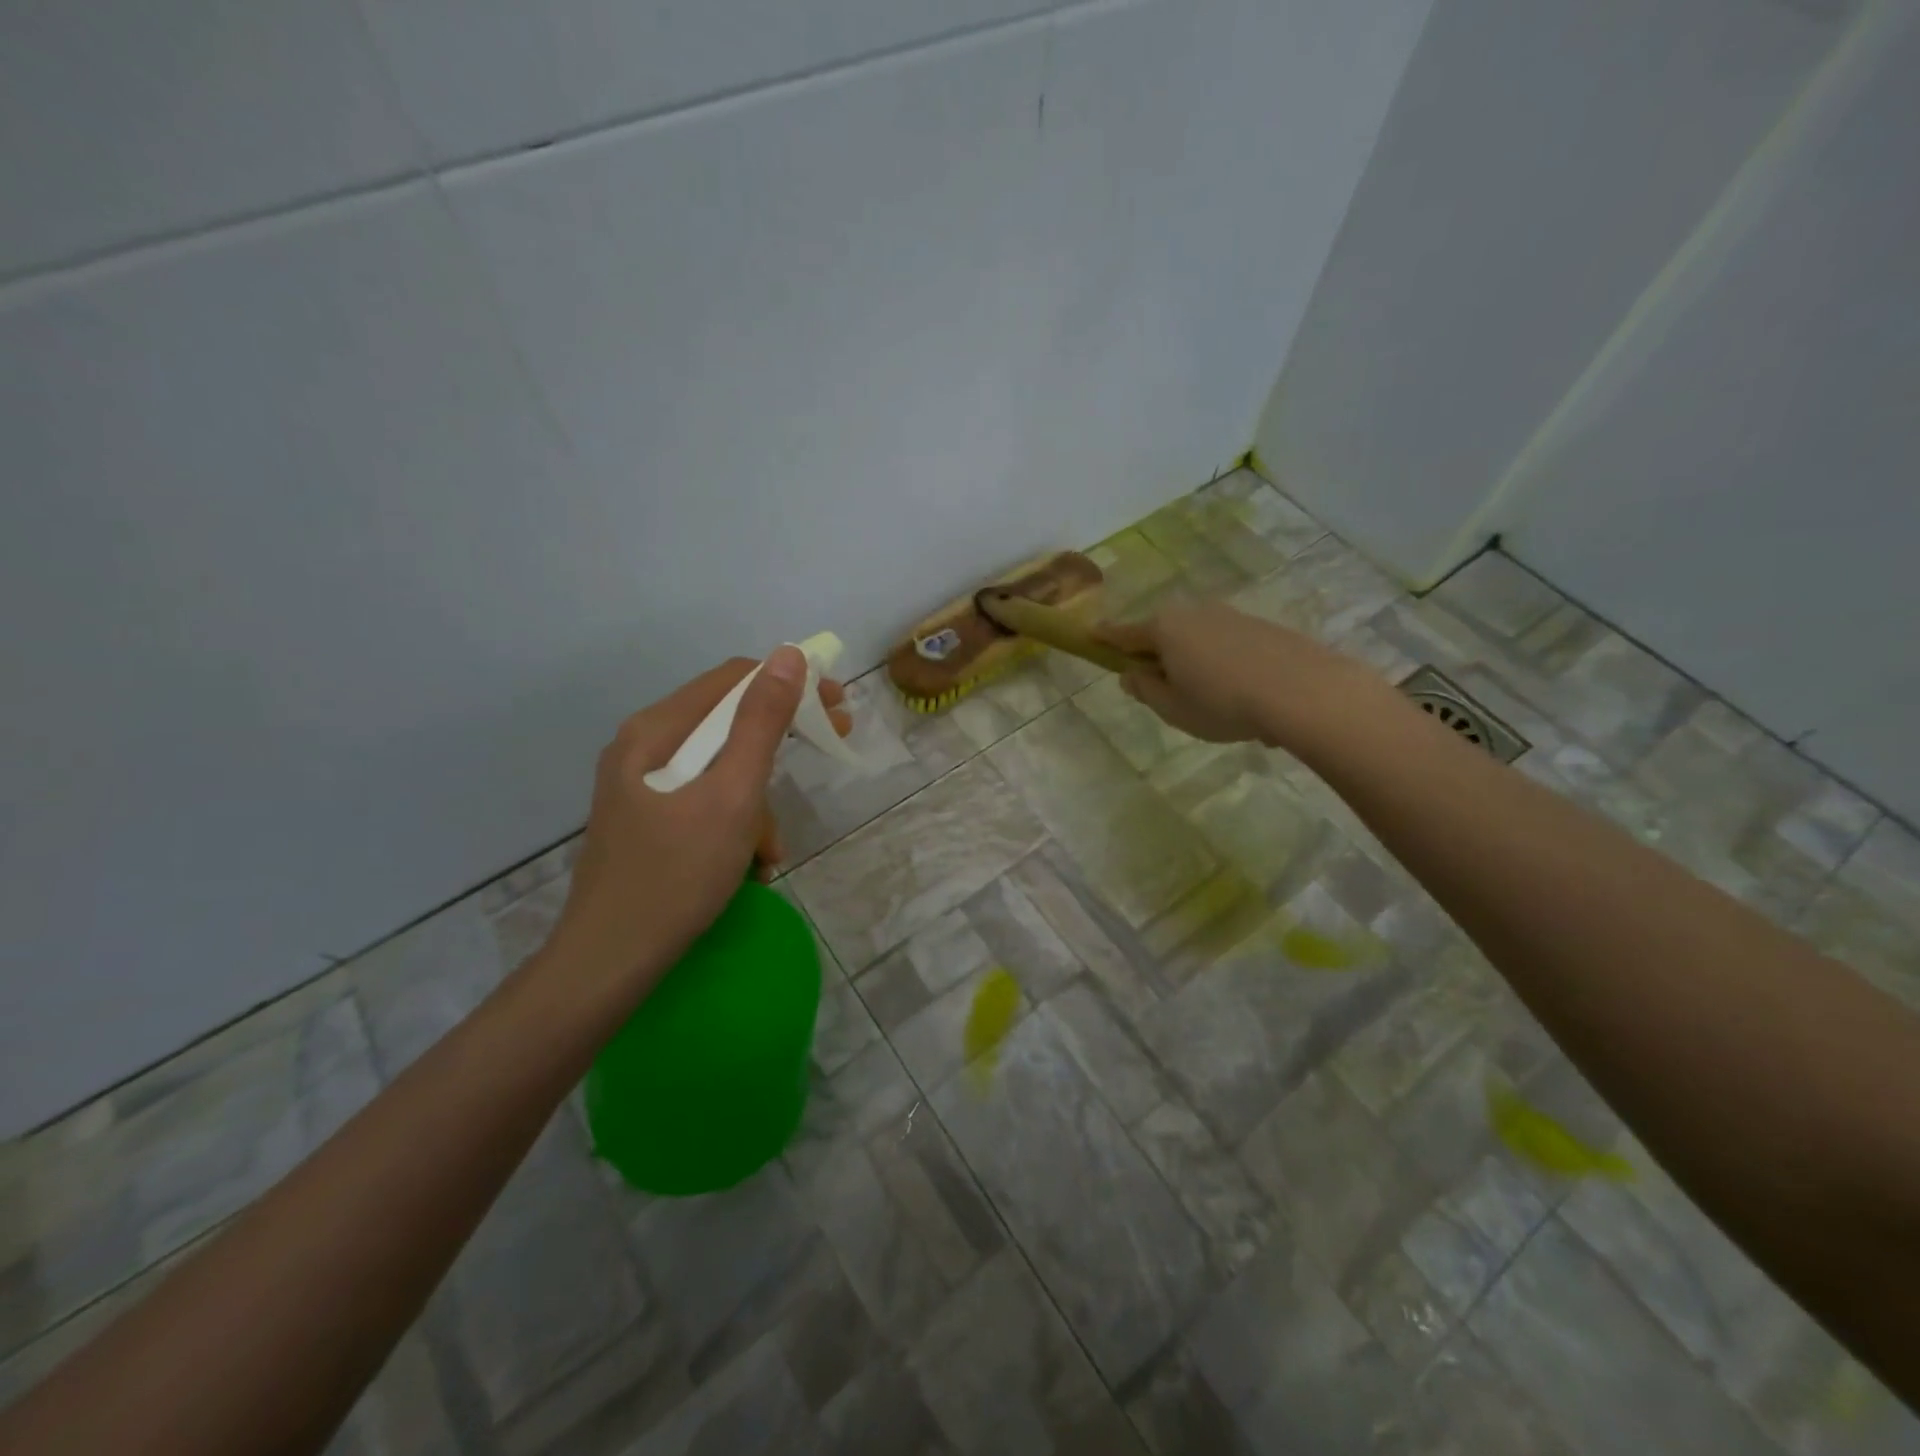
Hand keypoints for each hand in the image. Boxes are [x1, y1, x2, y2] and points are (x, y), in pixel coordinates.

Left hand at [539, 649, 847, 1005]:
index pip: (735, 679)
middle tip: (832, 746)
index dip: (791, 684)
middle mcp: (645, 747)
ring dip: (758, 803)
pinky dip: (736, 826)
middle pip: (727, 722)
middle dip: (780, 743)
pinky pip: (706, 802)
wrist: (609, 963)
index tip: (836, 706)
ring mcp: (643, 786)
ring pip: (721, 769)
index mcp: (657, 730)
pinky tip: (749, 867)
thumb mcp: (732, 795)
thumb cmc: (676, 875)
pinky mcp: (649, 820)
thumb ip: (762, 723)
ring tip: (770, 851)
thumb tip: (788, 655)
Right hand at [1097, 601, 1379, 749]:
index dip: (1104, 638)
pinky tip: (1243, 700)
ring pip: (1198, 640)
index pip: (1124, 633)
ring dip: (1194, 663)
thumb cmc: (1223, 703)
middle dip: (1157, 656)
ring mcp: (1231, 616)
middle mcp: (1195, 613)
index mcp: (1164, 629)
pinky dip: (1224, 667)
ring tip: (1210, 703)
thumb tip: (1131, 675)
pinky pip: (1228, 647)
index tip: (1090, 635)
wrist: (1304, 691)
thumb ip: (1146, 690)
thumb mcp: (1173, 709)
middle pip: (1163, 633)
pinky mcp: (1262, 627)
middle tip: (1161, 690)